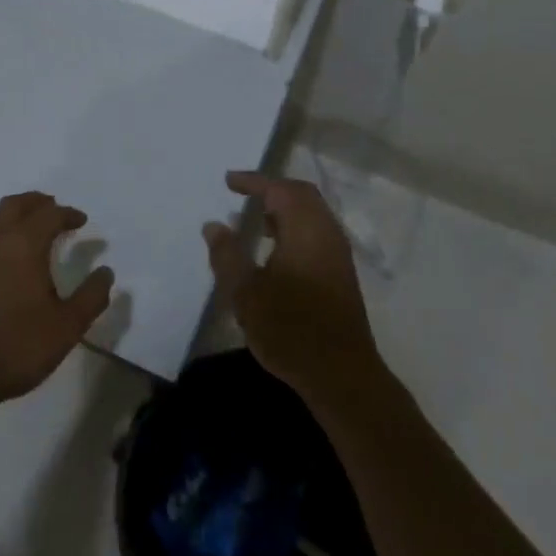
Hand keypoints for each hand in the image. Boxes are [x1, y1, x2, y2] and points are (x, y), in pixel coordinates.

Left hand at [0, 192, 114, 424]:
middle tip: (51, 208)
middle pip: (14, 205)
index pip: (50, 215)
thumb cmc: (14, 348)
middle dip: (36, 202)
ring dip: (10, 220)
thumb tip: (106, 272)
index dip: (68, 214)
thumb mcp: (66, 328)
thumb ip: (91, 297)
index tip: (80, 221)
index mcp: (24, 245)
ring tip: (23, 235)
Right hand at [204, 171, 383, 405]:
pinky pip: (317, 232)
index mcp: (305, 229)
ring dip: (285, 209)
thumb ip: (227, 255)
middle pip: (301, 195)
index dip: (253, 181)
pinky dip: (295, 227)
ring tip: (257, 221)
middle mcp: (326, 233)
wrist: (341, 374)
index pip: (278, 189)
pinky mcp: (341, 273)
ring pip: (312, 214)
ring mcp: (338, 254)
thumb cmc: (290, 328)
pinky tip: (276, 251)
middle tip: (244, 194)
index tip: (229, 181)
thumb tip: (214, 225)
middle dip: (272, 189)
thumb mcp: (246, 293)